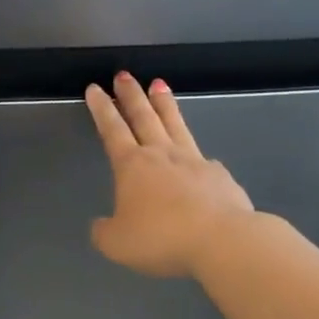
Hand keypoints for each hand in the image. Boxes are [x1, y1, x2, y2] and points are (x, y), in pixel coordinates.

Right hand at [85, 73, 255, 278]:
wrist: (223, 241)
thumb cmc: (162, 238)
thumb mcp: (117, 243)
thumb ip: (105, 231)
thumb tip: (102, 225)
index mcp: (132, 165)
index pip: (112, 129)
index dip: (102, 109)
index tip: (95, 88)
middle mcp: (162, 155)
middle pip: (144, 117)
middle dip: (131, 95)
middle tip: (124, 74)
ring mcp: (194, 161)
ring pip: (175, 124)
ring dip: (165, 104)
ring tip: (159, 84)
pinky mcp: (220, 176)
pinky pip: (203, 158)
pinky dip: (196, 152)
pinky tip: (200, 155)